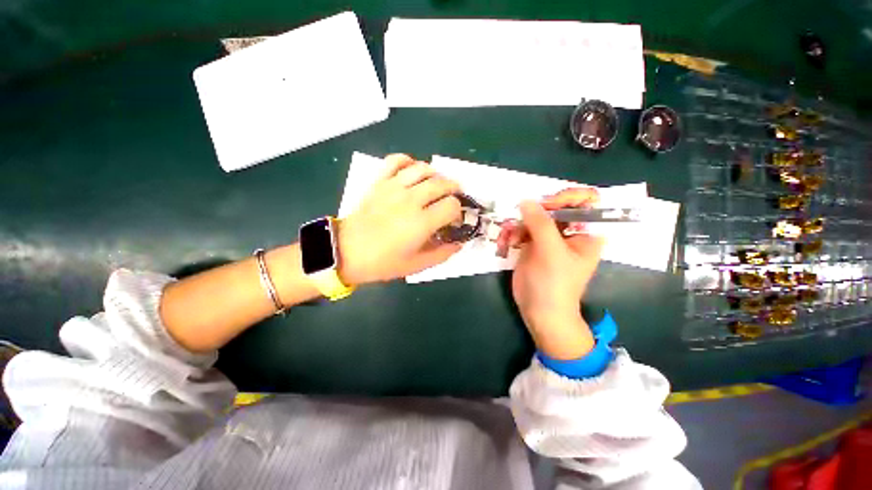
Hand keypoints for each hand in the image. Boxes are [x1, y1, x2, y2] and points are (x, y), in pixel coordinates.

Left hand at [337, 154, 462, 284]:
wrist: (345, 251)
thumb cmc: (382, 262)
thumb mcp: (416, 265)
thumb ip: (442, 254)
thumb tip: (459, 244)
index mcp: (421, 222)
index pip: (452, 205)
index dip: (458, 212)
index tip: (453, 220)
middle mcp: (411, 200)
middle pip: (441, 183)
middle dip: (453, 189)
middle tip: (453, 197)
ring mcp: (393, 187)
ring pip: (423, 169)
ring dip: (436, 174)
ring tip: (437, 184)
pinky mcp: (379, 182)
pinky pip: (396, 160)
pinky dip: (408, 161)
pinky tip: (412, 171)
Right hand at [511, 188, 604, 359]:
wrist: (539, 311)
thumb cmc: (554, 284)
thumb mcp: (551, 252)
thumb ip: (540, 224)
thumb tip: (526, 200)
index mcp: (586, 232)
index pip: (585, 202)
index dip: (567, 197)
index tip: (548, 204)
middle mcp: (569, 231)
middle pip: (554, 207)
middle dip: (535, 212)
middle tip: (522, 220)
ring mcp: (549, 237)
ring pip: (534, 217)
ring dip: (519, 224)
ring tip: (510, 236)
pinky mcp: (532, 244)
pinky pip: (522, 228)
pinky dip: (512, 232)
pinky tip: (506, 242)